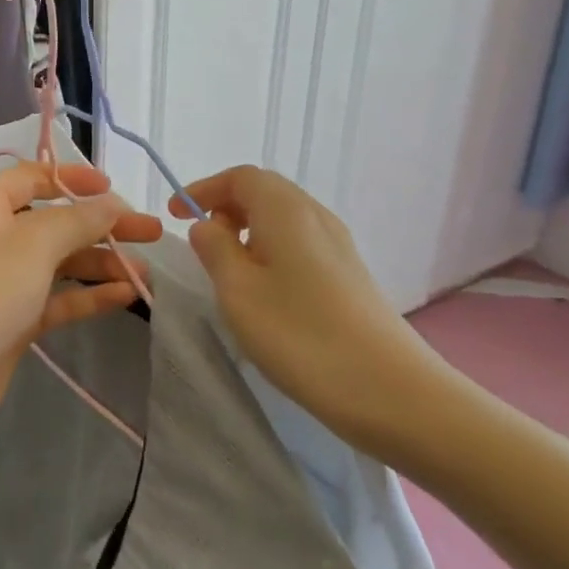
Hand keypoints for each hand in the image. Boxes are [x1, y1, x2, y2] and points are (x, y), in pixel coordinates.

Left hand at [0, 161, 162, 438]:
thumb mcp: (35, 242)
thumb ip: (79, 219)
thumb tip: (112, 203)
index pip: (32, 176)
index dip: (73, 178)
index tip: (113, 188)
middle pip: (54, 221)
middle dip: (101, 226)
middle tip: (150, 231)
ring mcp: (2, 279)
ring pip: (59, 261)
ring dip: (100, 263)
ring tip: (147, 272)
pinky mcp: (12, 317)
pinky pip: (56, 296)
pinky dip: (88, 295)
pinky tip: (126, 295)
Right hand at [174, 166, 455, 453]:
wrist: (392, 391)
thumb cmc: (301, 335)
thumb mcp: (238, 291)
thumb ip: (214, 249)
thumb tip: (208, 226)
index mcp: (285, 209)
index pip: (240, 177)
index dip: (204, 189)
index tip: (176, 215)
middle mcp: (315, 216)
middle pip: (265, 192)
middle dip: (226, 207)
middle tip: (201, 240)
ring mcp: (339, 246)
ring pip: (283, 219)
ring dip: (249, 231)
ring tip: (227, 269)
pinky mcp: (350, 275)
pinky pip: (300, 244)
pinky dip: (271, 251)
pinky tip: (265, 291)